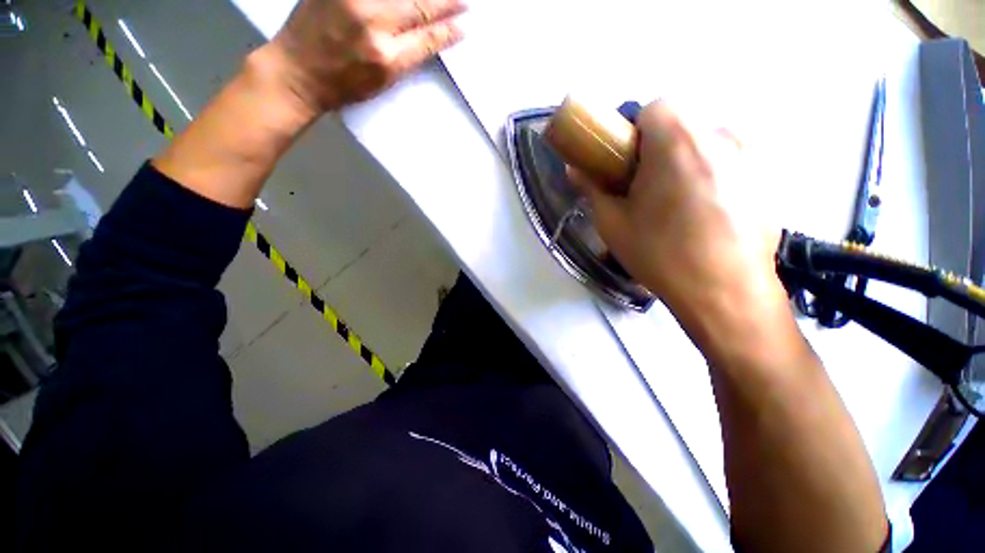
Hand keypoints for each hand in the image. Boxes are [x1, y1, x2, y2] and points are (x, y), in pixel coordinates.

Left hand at [267, 0, 466, 113]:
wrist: (296, 70)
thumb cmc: (343, 84)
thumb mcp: (383, 80)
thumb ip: (410, 55)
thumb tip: (436, 36)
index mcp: (386, 55)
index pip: (428, 35)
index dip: (449, 27)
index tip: (466, 21)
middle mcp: (372, 20)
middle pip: (417, 4)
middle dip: (445, 1)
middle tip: (462, 0)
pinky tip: (403, 1)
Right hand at [574, 101, 781, 316]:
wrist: (724, 294)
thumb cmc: (660, 255)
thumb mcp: (613, 223)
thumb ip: (592, 188)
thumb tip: (574, 169)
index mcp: (678, 140)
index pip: (655, 107)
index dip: (635, 132)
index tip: (627, 163)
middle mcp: (722, 135)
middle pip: (682, 123)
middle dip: (659, 147)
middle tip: (647, 188)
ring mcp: (753, 155)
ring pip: (707, 141)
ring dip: (686, 160)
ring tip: (676, 205)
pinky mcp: (769, 179)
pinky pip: (731, 162)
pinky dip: (713, 175)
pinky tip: (704, 215)